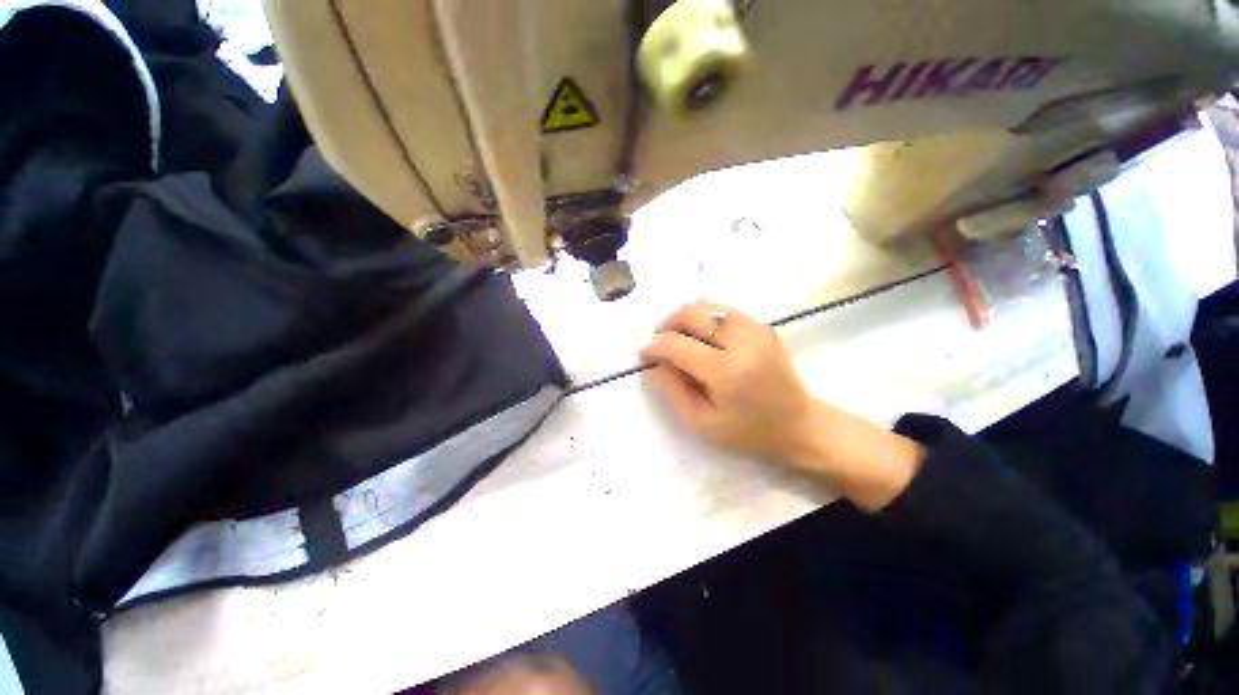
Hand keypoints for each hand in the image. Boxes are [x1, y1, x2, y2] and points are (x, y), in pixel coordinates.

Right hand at [639, 300, 812, 460]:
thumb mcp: (701, 424)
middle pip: (691, 314)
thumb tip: (654, 363)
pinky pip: (723, 310)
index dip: (654, 346)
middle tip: (658, 342)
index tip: (644, 354)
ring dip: (684, 318)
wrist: (799, 425)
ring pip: (706, 306)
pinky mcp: (762, 326)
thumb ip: (672, 391)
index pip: (677, 344)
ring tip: (677, 337)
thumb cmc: (747, 433)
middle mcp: (742, 342)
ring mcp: (755, 329)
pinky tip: (700, 335)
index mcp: (726, 371)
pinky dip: (704, 317)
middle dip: (665, 324)